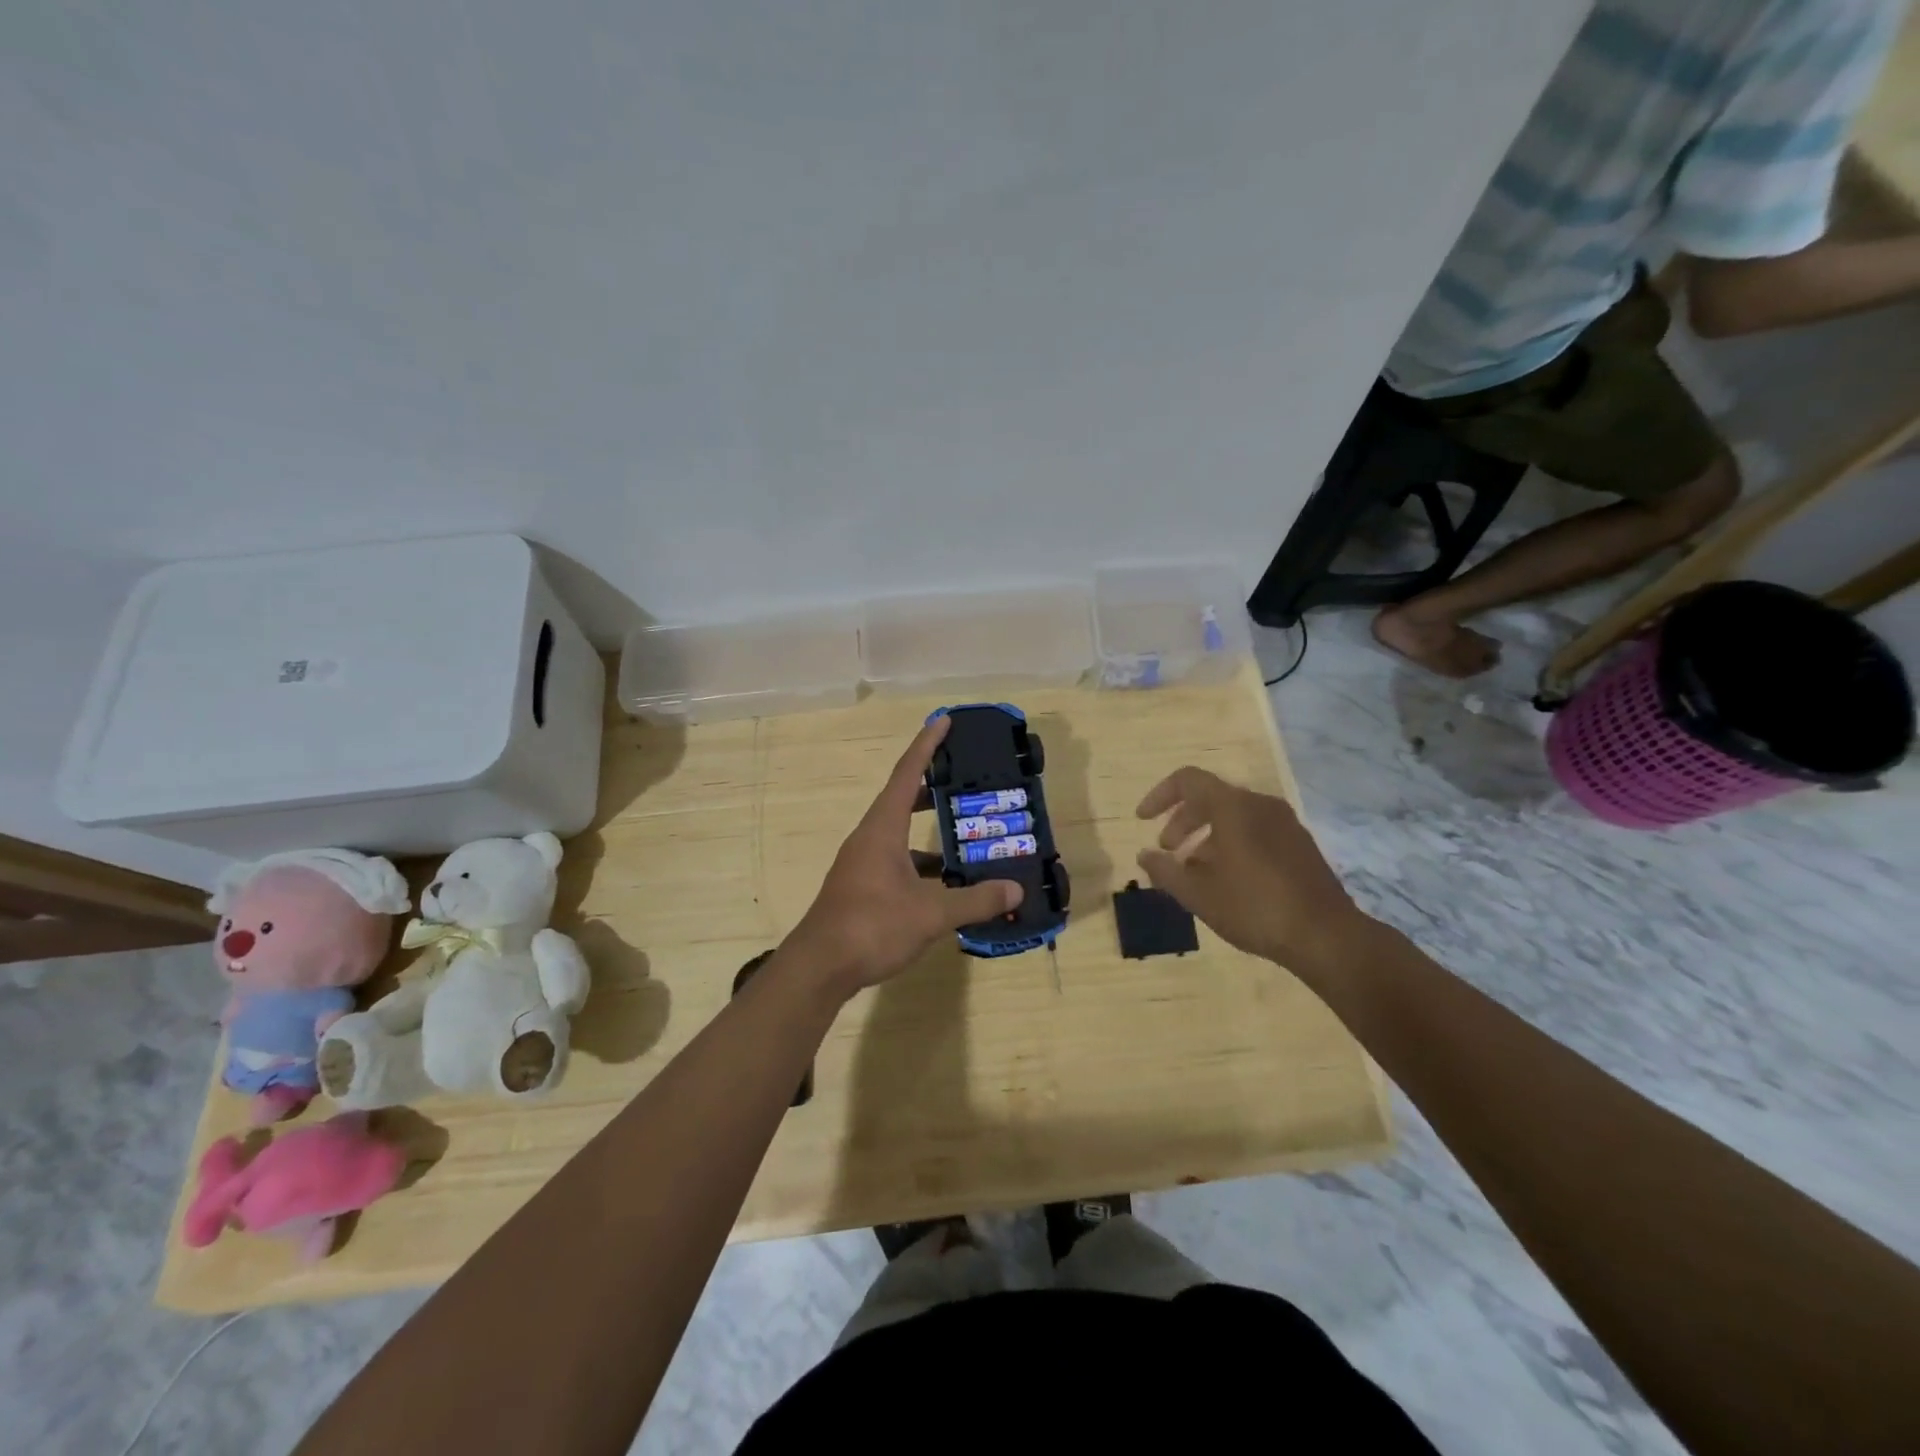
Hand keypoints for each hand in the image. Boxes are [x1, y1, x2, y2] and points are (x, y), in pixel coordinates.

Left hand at [786, 717, 1022, 996]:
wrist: (820, 967)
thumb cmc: (873, 926)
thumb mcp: (931, 913)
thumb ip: (975, 899)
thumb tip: (1016, 890)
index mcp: (882, 828)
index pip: (907, 773)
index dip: (927, 745)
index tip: (944, 720)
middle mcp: (869, 838)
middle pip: (902, 799)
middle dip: (933, 787)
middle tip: (965, 781)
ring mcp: (862, 864)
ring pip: (900, 834)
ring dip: (929, 832)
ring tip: (966, 836)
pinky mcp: (861, 888)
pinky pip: (896, 862)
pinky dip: (921, 865)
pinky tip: (946, 884)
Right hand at [1134, 766, 1374, 984]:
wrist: (1326, 936)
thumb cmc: (1254, 908)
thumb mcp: (1198, 894)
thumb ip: (1165, 870)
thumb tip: (1145, 856)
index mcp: (1233, 807)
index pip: (1187, 780)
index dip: (1159, 795)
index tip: (1143, 820)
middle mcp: (1260, 804)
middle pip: (1210, 798)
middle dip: (1181, 821)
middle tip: (1167, 851)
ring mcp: (1285, 823)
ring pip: (1234, 816)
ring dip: (1205, 836)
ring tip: (1193, 871)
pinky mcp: (1300, 844)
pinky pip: (1255, 830)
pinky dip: (1231, 844)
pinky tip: (1226, 880)